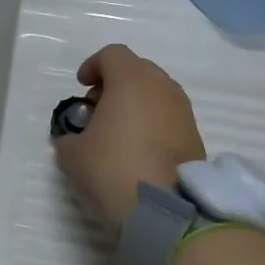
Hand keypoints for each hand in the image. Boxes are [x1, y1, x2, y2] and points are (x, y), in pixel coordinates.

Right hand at [54, 44, 205, 228]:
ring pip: (155, 93)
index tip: (81, 87)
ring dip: (135, 103)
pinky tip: (137, 149)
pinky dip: (151, 122)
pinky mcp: (195, 136)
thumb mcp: (71, 153)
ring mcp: (183, 111)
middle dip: (115, 83)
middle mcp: (162, 87)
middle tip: (97, 109)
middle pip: (137, 70)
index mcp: (131, 81)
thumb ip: (70, 135)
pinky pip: (168, 116)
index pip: (112, 55)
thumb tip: (78, 137)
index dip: (92, 66)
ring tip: (116, 132)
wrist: (165, 210)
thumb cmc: (112, 169)